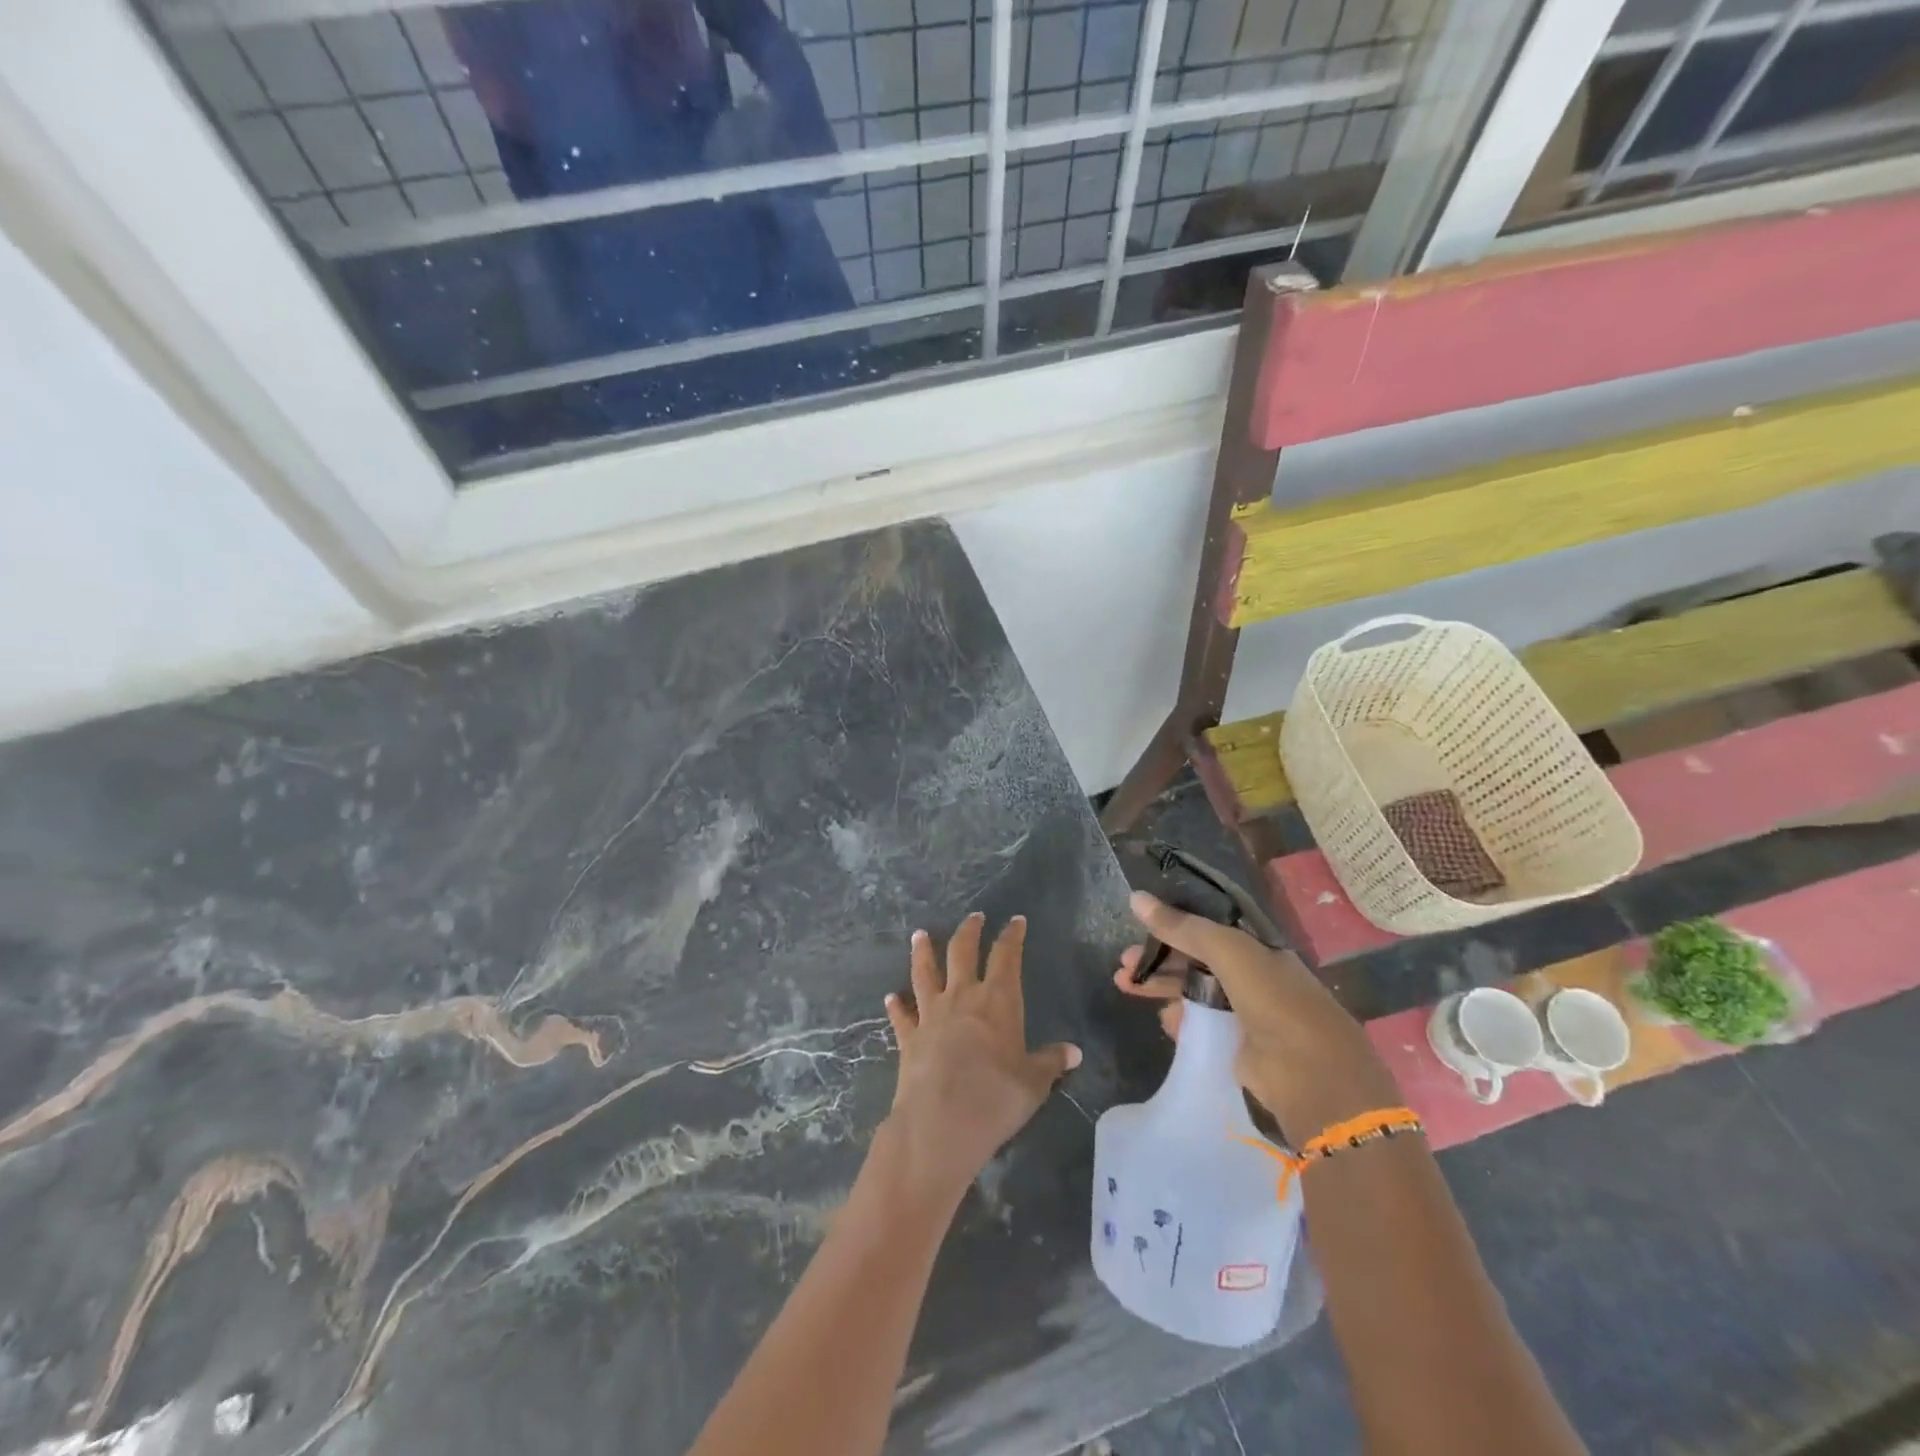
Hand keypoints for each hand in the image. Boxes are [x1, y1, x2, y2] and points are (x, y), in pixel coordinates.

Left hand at [882, 913, 1080, 1204]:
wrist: (939, 1124)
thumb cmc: (995, 1100)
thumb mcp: (1033, 1083)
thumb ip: (1050, 1063)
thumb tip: (1074, 1052)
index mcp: (998, 1001)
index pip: (1006, 956)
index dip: (1012, 936)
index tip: (1015, 920)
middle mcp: (962, 997)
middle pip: (962, 952)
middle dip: (969, 931)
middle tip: (974, 916)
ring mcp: (931, 1014)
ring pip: (925, 972)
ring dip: (923, 952)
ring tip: (919, 934)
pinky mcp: (909, 1037)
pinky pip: (901, 1016)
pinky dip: (896, 1005)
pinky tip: (891, 998)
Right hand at [1114, 891, 1399, 1137]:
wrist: (1311, 1077)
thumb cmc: (1274, 1001)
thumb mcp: (1228, 951)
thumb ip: (1183, 927)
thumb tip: (1135, 898)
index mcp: (1258, 947)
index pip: (1208, 927)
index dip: (1172, 923)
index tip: (1137, 924)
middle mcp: (1254, 975)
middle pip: (1195, 959)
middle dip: (1158, 958)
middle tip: (1122, 963)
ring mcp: (1247, 1012)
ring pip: (1194, 991)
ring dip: (1160, 986)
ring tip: (1125, 986)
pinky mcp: (1238, 1046)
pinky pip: (1201, 1024)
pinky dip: (1180, 1019)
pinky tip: (1163, 1020)